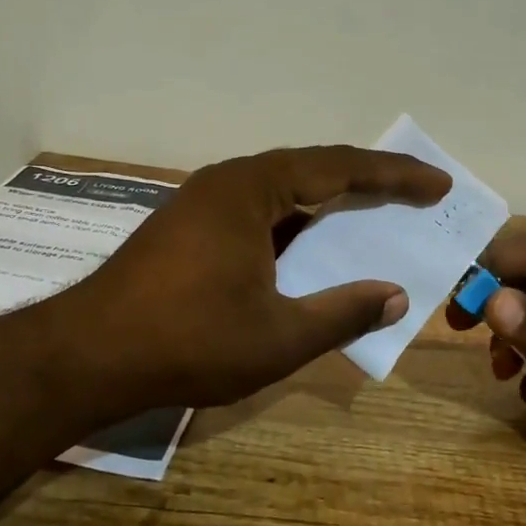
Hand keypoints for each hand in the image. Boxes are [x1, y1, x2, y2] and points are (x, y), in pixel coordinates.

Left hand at [55, 146, 451, 412]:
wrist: (87, 357)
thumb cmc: (188, 341)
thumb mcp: (279, 336)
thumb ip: (343, 312)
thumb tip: (396, 296)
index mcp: (252, 189)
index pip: (338, 168)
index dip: (394, 176)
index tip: (438, 184)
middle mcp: (228, 183)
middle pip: (311, 170)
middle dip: (366, 183)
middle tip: (415, 196)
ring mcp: (203, 205)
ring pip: (282, 193)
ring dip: (328, 205)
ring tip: (372, 218)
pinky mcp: (188, 229)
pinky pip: (257, 214)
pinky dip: (294, 227)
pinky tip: (310, 251)